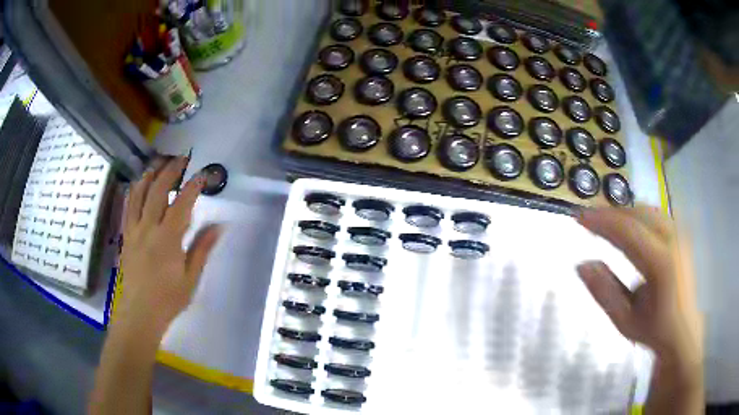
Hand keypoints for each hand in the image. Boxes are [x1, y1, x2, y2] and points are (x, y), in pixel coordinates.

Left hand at [117, 157, 221, 335]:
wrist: (140, 312)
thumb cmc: (168, 298)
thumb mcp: (191, 278)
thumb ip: (202, 249)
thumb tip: (219, 226)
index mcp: (168, 239)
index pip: (181, 204)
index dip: (193, 186)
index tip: (203, 175)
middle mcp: (148, 228)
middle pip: (157, 191)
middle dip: (170, 171)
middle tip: (181, 159)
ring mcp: (134, 231)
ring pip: (139, 195)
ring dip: (149, 176)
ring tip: (158, 163)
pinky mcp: (126, 236)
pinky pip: (127, 208)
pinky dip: (133, 192)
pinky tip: (138, 185)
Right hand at [577, 207, 701, 364]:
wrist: (684, 330)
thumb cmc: (654, 329)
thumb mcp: (625, 321)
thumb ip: (605, 292)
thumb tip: (582, 265)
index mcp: (661, 263)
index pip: (628, 231)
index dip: (602, 221)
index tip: (580, 218)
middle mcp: (673, 241)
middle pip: (638, 214)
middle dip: (611, 213)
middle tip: (589, 218)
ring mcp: (680, 234)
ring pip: (648, 210)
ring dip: (624, 212)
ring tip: (605, 220)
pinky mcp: (681, 234)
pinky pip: (656, 214)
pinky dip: (638, 214)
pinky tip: (629, 223)